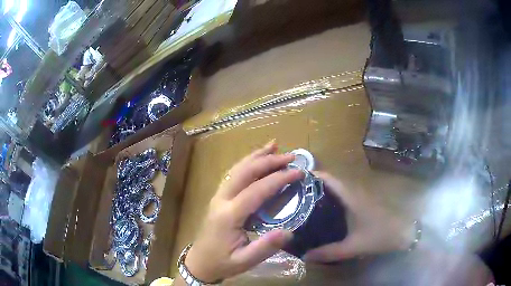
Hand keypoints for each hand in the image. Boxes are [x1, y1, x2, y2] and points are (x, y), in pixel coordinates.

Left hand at [183, 141, 303, 281]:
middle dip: (268, 161)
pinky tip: (256, 159)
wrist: (199, 262)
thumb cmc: (223, 262)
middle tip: (291, 157)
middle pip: (245, 172)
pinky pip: (233, 175)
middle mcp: (221, 199)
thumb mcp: (245, 261)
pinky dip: (246, 163)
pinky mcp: (218, 197)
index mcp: (229, 215)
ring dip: (256, 156)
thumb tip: (289, 231)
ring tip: (274, 146)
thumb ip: (265, 247)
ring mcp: (218, 196)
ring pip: (237, 169)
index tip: (299, 172)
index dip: (279, 178)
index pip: (256, 190)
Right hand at [303, 172, 415, 262]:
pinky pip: (344, 197)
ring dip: (323, 192)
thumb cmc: (380, 235)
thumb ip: (329, 252)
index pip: (330, 179)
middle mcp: (355, 192)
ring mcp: (361, 198)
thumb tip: (305, 256)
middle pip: (332, 182)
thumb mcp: (353, 247)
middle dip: (314, 185)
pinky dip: (332, 200)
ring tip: (305, 202)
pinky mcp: (364, 204)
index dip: (314, 175)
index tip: (296, 179)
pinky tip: (325, 213)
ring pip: (338, 189)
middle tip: (295, 194)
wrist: (403, 233)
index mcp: (351, 197)